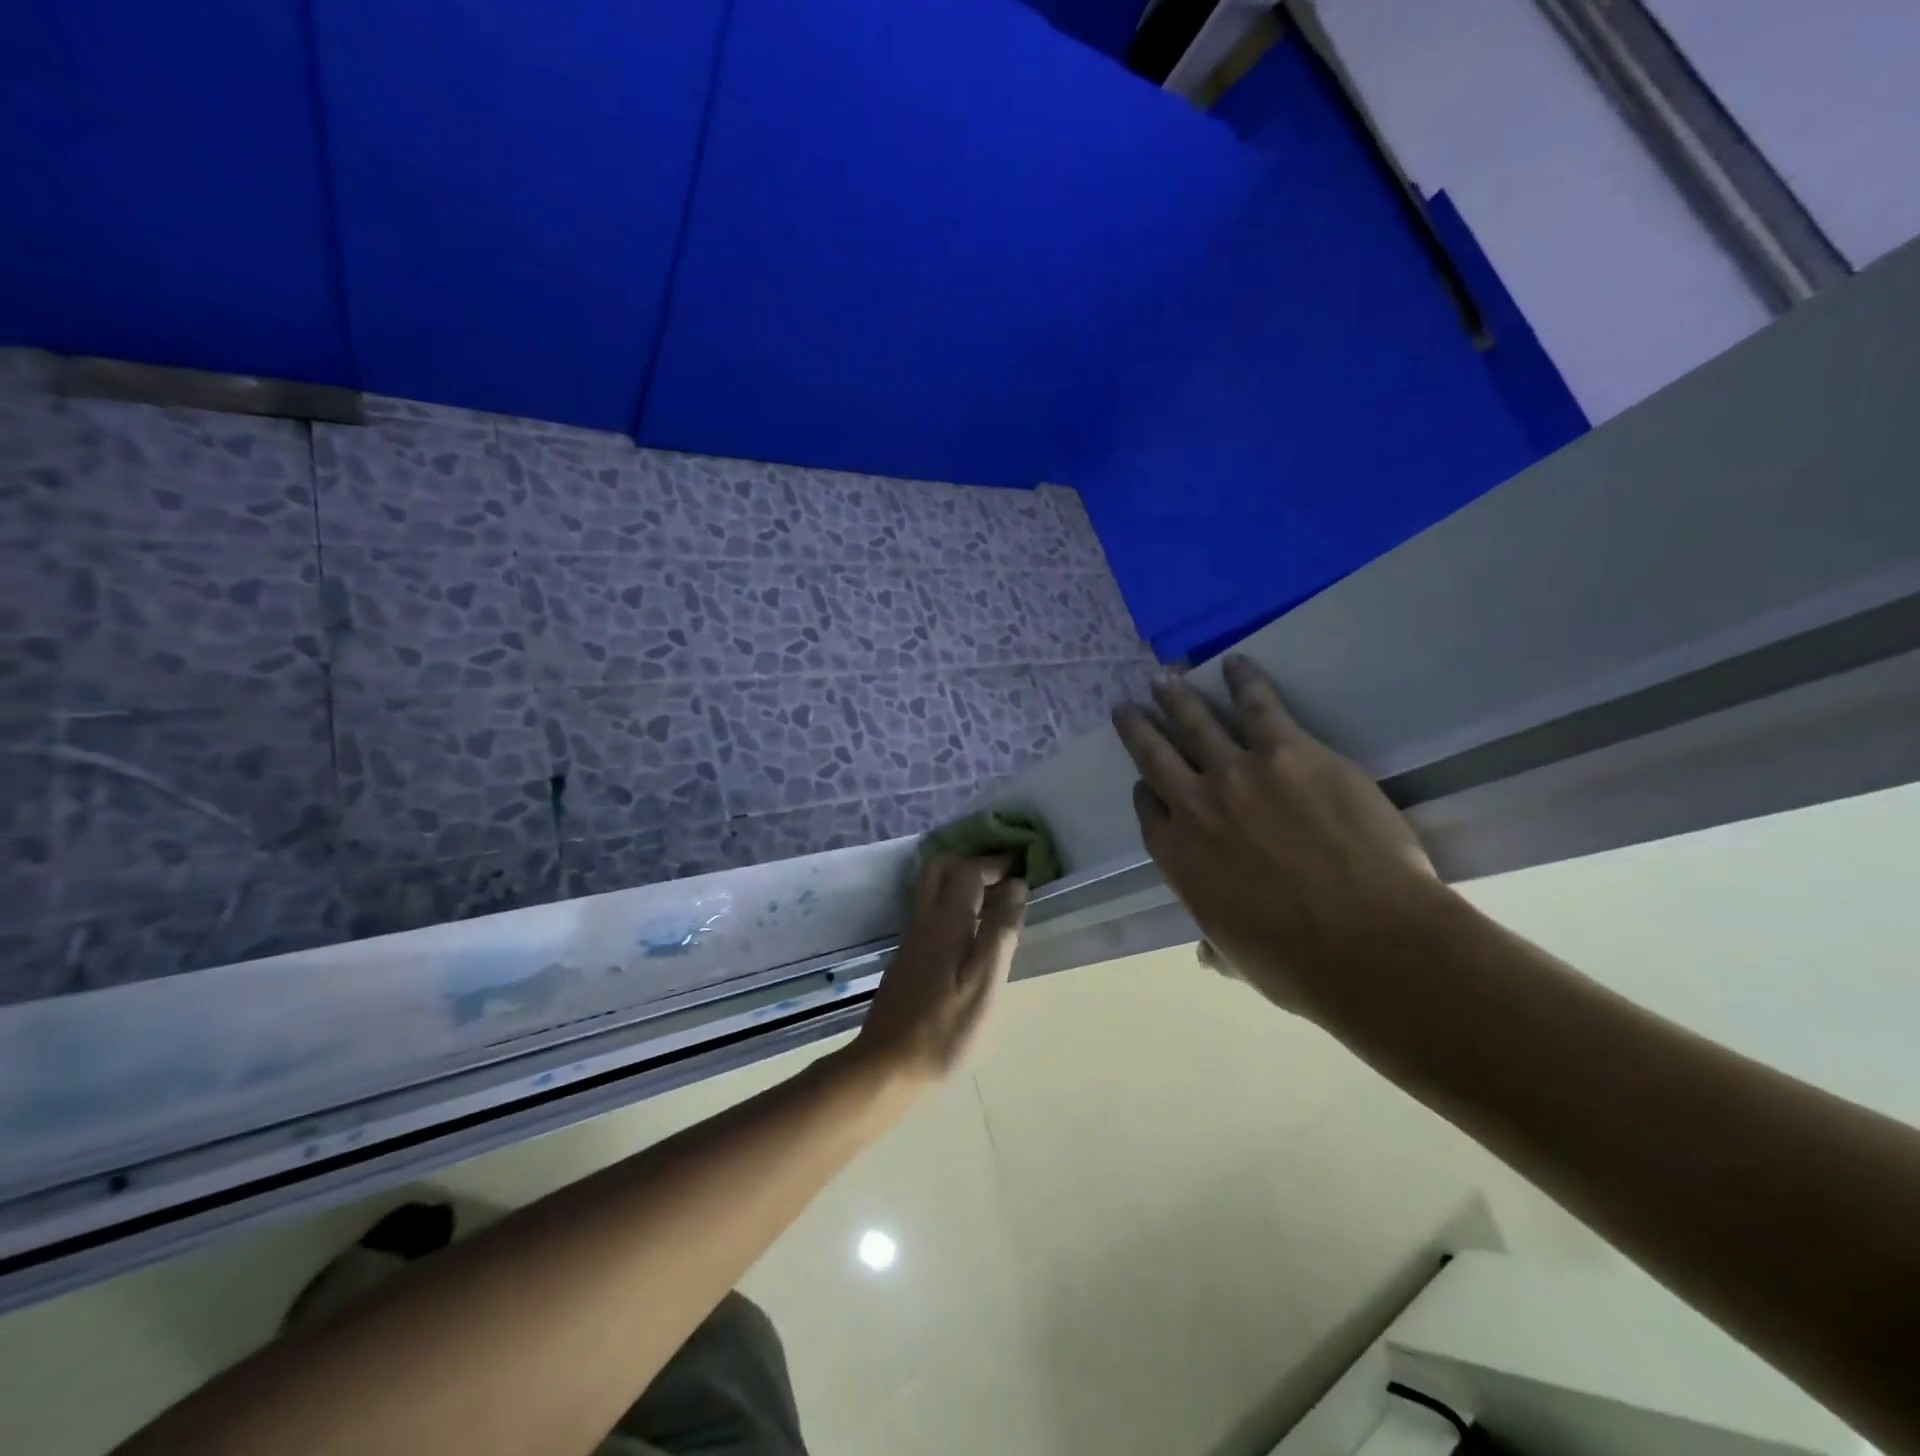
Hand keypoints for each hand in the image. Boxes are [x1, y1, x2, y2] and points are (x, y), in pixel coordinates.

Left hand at [849, 855, 1027, 1087]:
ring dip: (962, 882)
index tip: (1022, 869)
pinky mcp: (907, 957)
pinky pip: (930, 910)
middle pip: (940, 868)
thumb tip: (1016, 886)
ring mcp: (911, 938)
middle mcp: (924, 920)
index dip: (995, 863)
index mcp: (945, 922)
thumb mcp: (984, 984)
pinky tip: (973, 933)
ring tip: (996, 903)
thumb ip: (1000, 932)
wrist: (886, 1065)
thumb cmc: (944, 1029)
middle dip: (973, 863)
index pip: (968, 870)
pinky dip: (953, 903)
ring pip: (932, 888)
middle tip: (1004, 880)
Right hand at [1112, 655, 1444, 1021]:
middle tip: (1128, 708)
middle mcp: (1193, 806)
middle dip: (1139, 729)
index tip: (1147, 781)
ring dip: (1175, 697)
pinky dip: (1244, 681)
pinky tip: (1236, 664)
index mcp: (1177, 857)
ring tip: (1164, 678)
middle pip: (1155, 755)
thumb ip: (1215, 946)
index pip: (1150, 810)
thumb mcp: (1239, 960)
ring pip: (1195, 723)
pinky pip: (1259, 705)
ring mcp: (1237, 772)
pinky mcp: (1287, 751)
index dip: (1147, 791)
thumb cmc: (1298, 964)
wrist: (1367, 942)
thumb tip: (1205, 956)